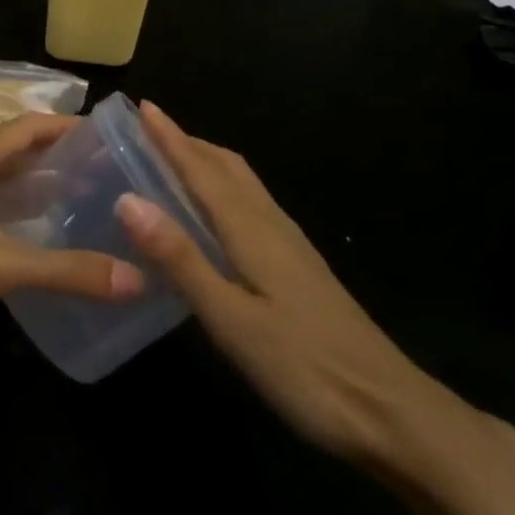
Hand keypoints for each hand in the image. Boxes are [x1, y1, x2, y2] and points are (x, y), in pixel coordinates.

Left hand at [0, 113, 143, 354]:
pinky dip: (20, 204)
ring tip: (88, 196)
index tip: (115, 138)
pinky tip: (42, 230)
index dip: (73, 125)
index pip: (33, 124)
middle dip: (63, 154)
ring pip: (4, 174)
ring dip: (41, 180)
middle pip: (20, 145)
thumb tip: (136, 277)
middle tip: (112, 172)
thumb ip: (66, 271)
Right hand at [115, 103, 514, 497]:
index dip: (170, 138)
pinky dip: (223, 189)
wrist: (386, 408)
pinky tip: (215, 213)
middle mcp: (270, 224)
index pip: (201, 170)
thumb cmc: (302, 366)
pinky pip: (252, 204)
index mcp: (250, 229)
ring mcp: (289, 244)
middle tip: (149, 130)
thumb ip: (180, 258)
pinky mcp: (298, 265)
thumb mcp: (230, 318)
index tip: (144, 106)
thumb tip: (129, 199)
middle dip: (187, 142)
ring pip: (242, 184)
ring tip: (174, 160)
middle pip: (225, 167)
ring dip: (206, 161)